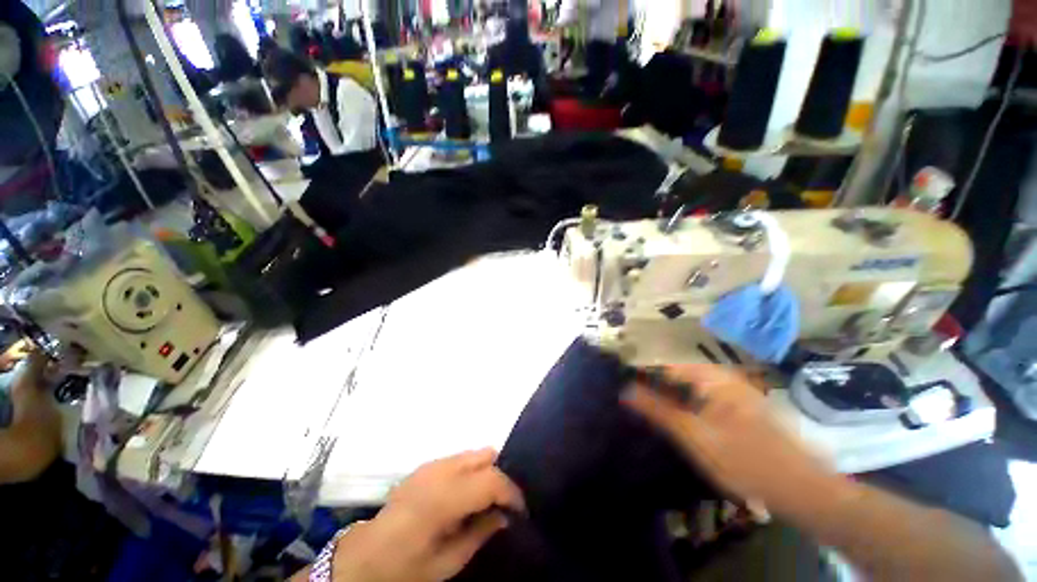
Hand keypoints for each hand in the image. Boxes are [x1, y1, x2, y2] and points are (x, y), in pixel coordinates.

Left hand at [333, 449, 525, 581]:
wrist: (366, 555)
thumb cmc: (406, 566)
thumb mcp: (446, 564)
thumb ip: (479, 534)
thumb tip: (504, 516)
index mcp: (444, 497)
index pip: (491, 479)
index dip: (511, 492)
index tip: (520, 511)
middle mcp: (440, 470)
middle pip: (486, 456)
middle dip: (500, 476)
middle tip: (502, 503)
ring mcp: (432, 463)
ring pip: (474, 453)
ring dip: (485, 471)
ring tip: (485, 499)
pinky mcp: (426, 464)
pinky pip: (460, 458)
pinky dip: (471, 470)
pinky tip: (465, 493)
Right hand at [622, 364, 838, 514]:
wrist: (801, 488)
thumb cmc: (743, 459)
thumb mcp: (693, 435)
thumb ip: (657, 409)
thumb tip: (625, 390)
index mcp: (711, 376)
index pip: (664, 366)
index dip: (643, 375)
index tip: (625, 387)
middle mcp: (722, 376)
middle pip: (677, 376)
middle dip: (656, 387)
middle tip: (637, 404)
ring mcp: (734, 391)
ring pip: (691, 388)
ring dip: (671, 397)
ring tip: (655, 413)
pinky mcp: (740, 407)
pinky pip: (705, 399)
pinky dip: (689, 406)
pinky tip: (684, 422)